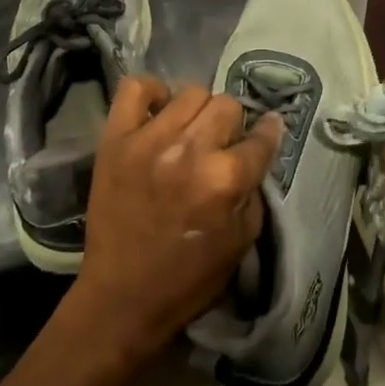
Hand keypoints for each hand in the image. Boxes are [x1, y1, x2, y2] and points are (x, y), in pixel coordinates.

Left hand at [72, 76, 283, 360]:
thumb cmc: (189, 277)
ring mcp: (148, 140)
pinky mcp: (115, 139)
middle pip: (227, 105)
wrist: (122, 296)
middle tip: (220, 145)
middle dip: (231, 126)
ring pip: (190, 92)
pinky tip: (158, 114)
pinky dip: (151, 93)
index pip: (262, 137)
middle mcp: (190, 151)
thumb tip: (253, 152)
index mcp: (225, 179)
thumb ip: (253, 189)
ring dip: (198, 111)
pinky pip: (135, 88)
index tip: (268, 131)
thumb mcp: (242, 240)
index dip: (269, 133)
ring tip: (189, 132)